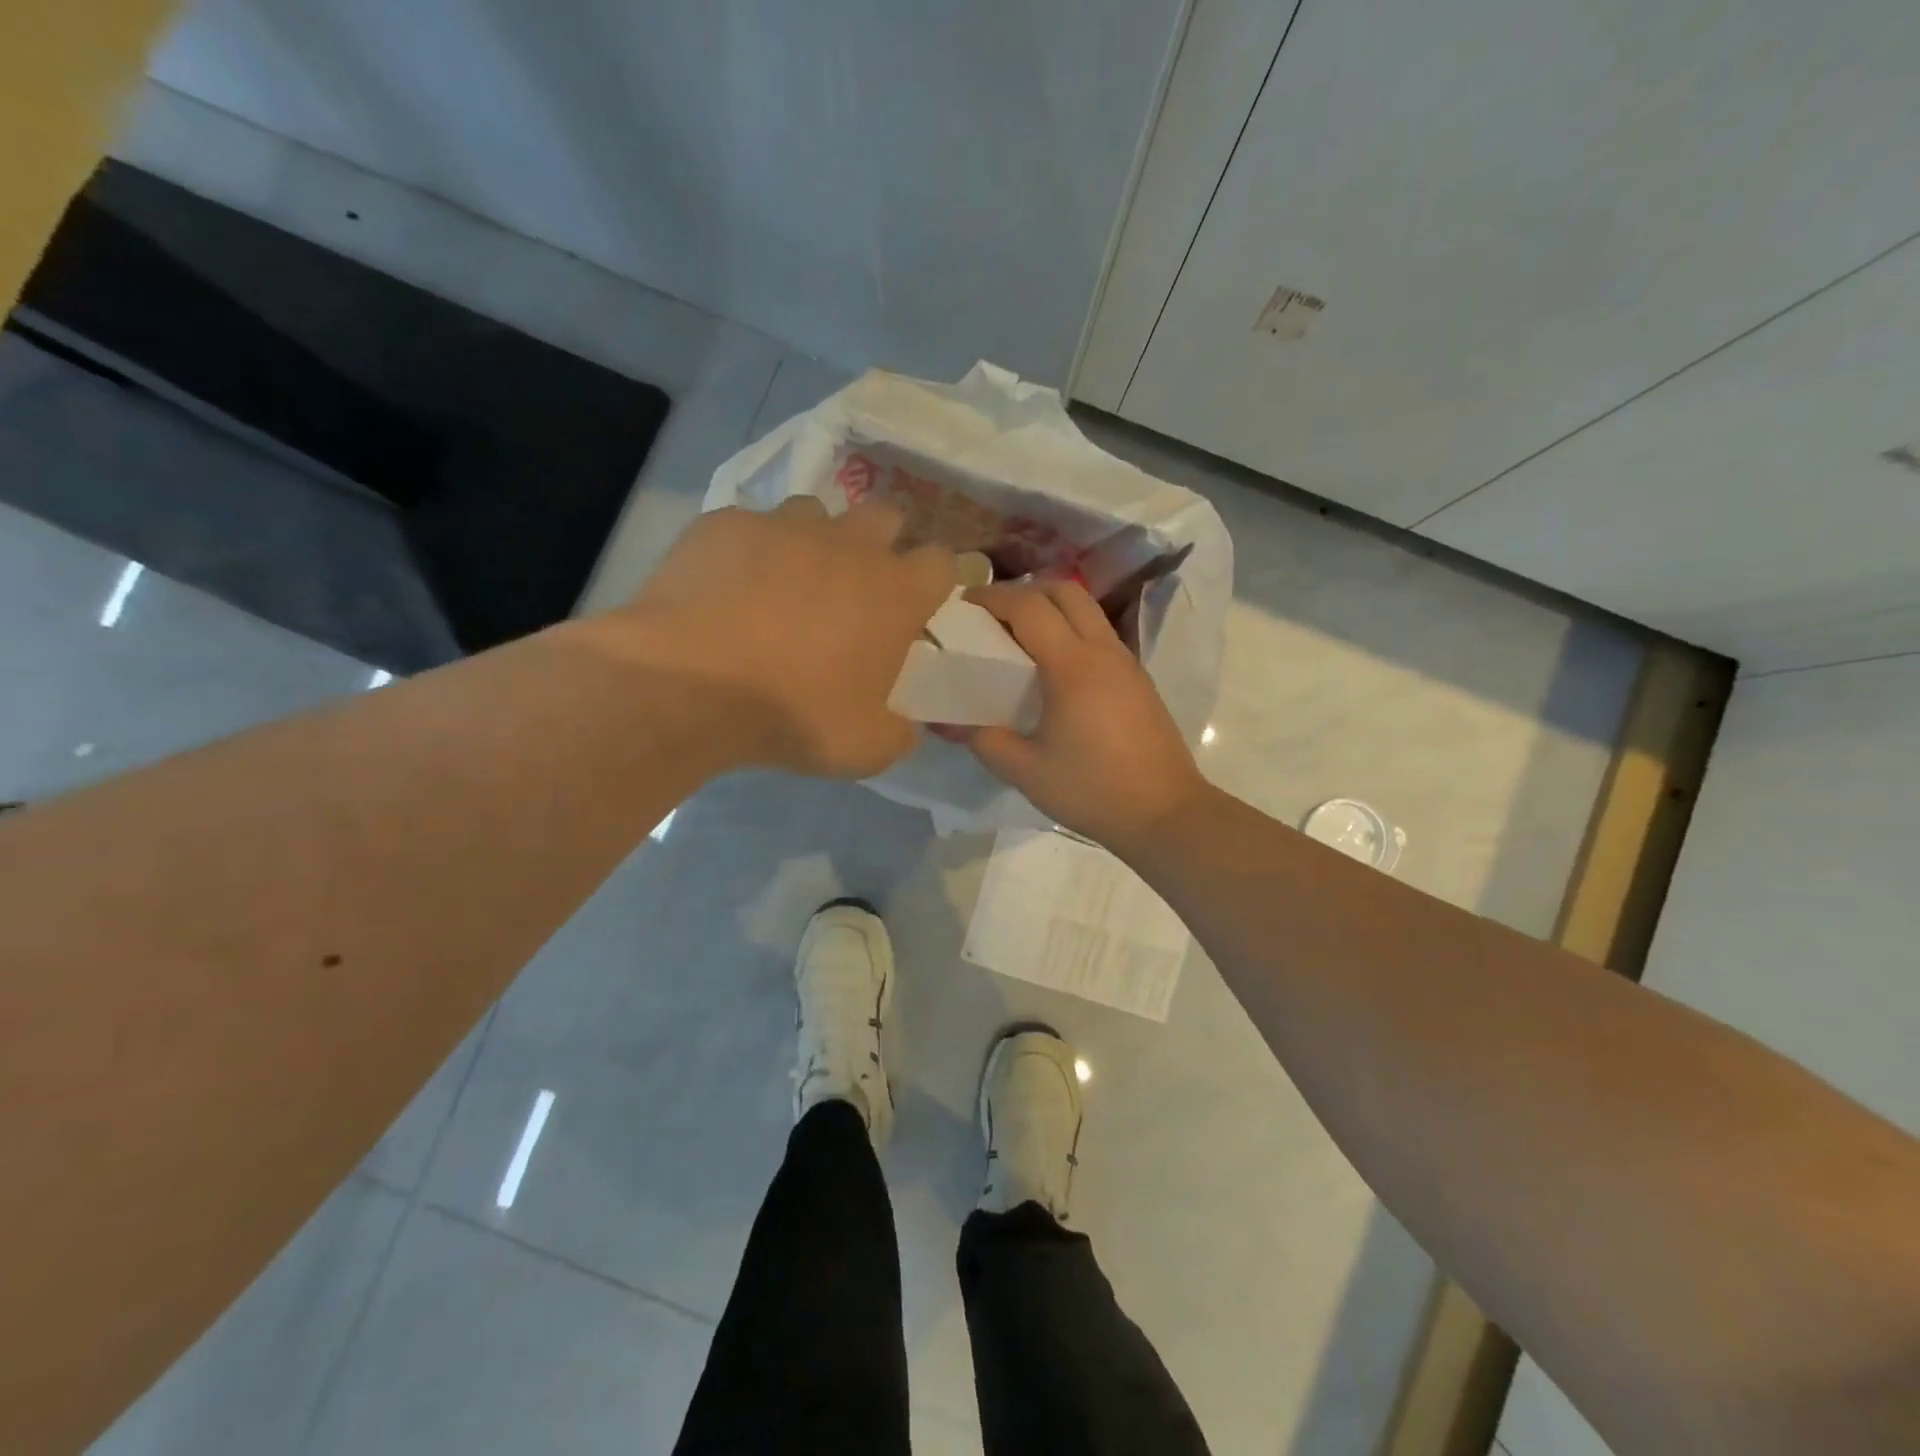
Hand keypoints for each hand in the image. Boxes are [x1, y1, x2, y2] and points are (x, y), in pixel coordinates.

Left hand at [621, 498, 954, 777]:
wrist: (690, 684)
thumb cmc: (793, 714)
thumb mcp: (865, 748)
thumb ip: (898, 732)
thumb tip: (903, 725)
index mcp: (894, 592)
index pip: (941, 562)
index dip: (932, 582)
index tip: (913, 608)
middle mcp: (849, 545)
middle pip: (886, 516)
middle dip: (879, 543)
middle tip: (854, 589)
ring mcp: (785, 526)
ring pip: (815, 513)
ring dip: (813, 542)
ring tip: (786, 584)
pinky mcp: (726, 523)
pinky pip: (749, 527)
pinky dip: (748, 551)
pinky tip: (727, 588)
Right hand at [955, 583, 1208, 853]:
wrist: (1164, 814)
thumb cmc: (1092, 790)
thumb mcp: (1025, 771)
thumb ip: (983, 739)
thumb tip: (947, 722)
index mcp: (1073, 666)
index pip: (1029, 607)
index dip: (993, 597)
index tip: (964, 604)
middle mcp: (1103, 651)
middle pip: (1065, 592)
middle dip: (1025, 591)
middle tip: (994, 615)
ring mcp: (1127, 663)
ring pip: (1087, 611)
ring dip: (1052, 609)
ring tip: (1020, 638)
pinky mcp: (1139, 680)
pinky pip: (1100, 635)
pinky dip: (1072, 631)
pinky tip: (1054, 669)